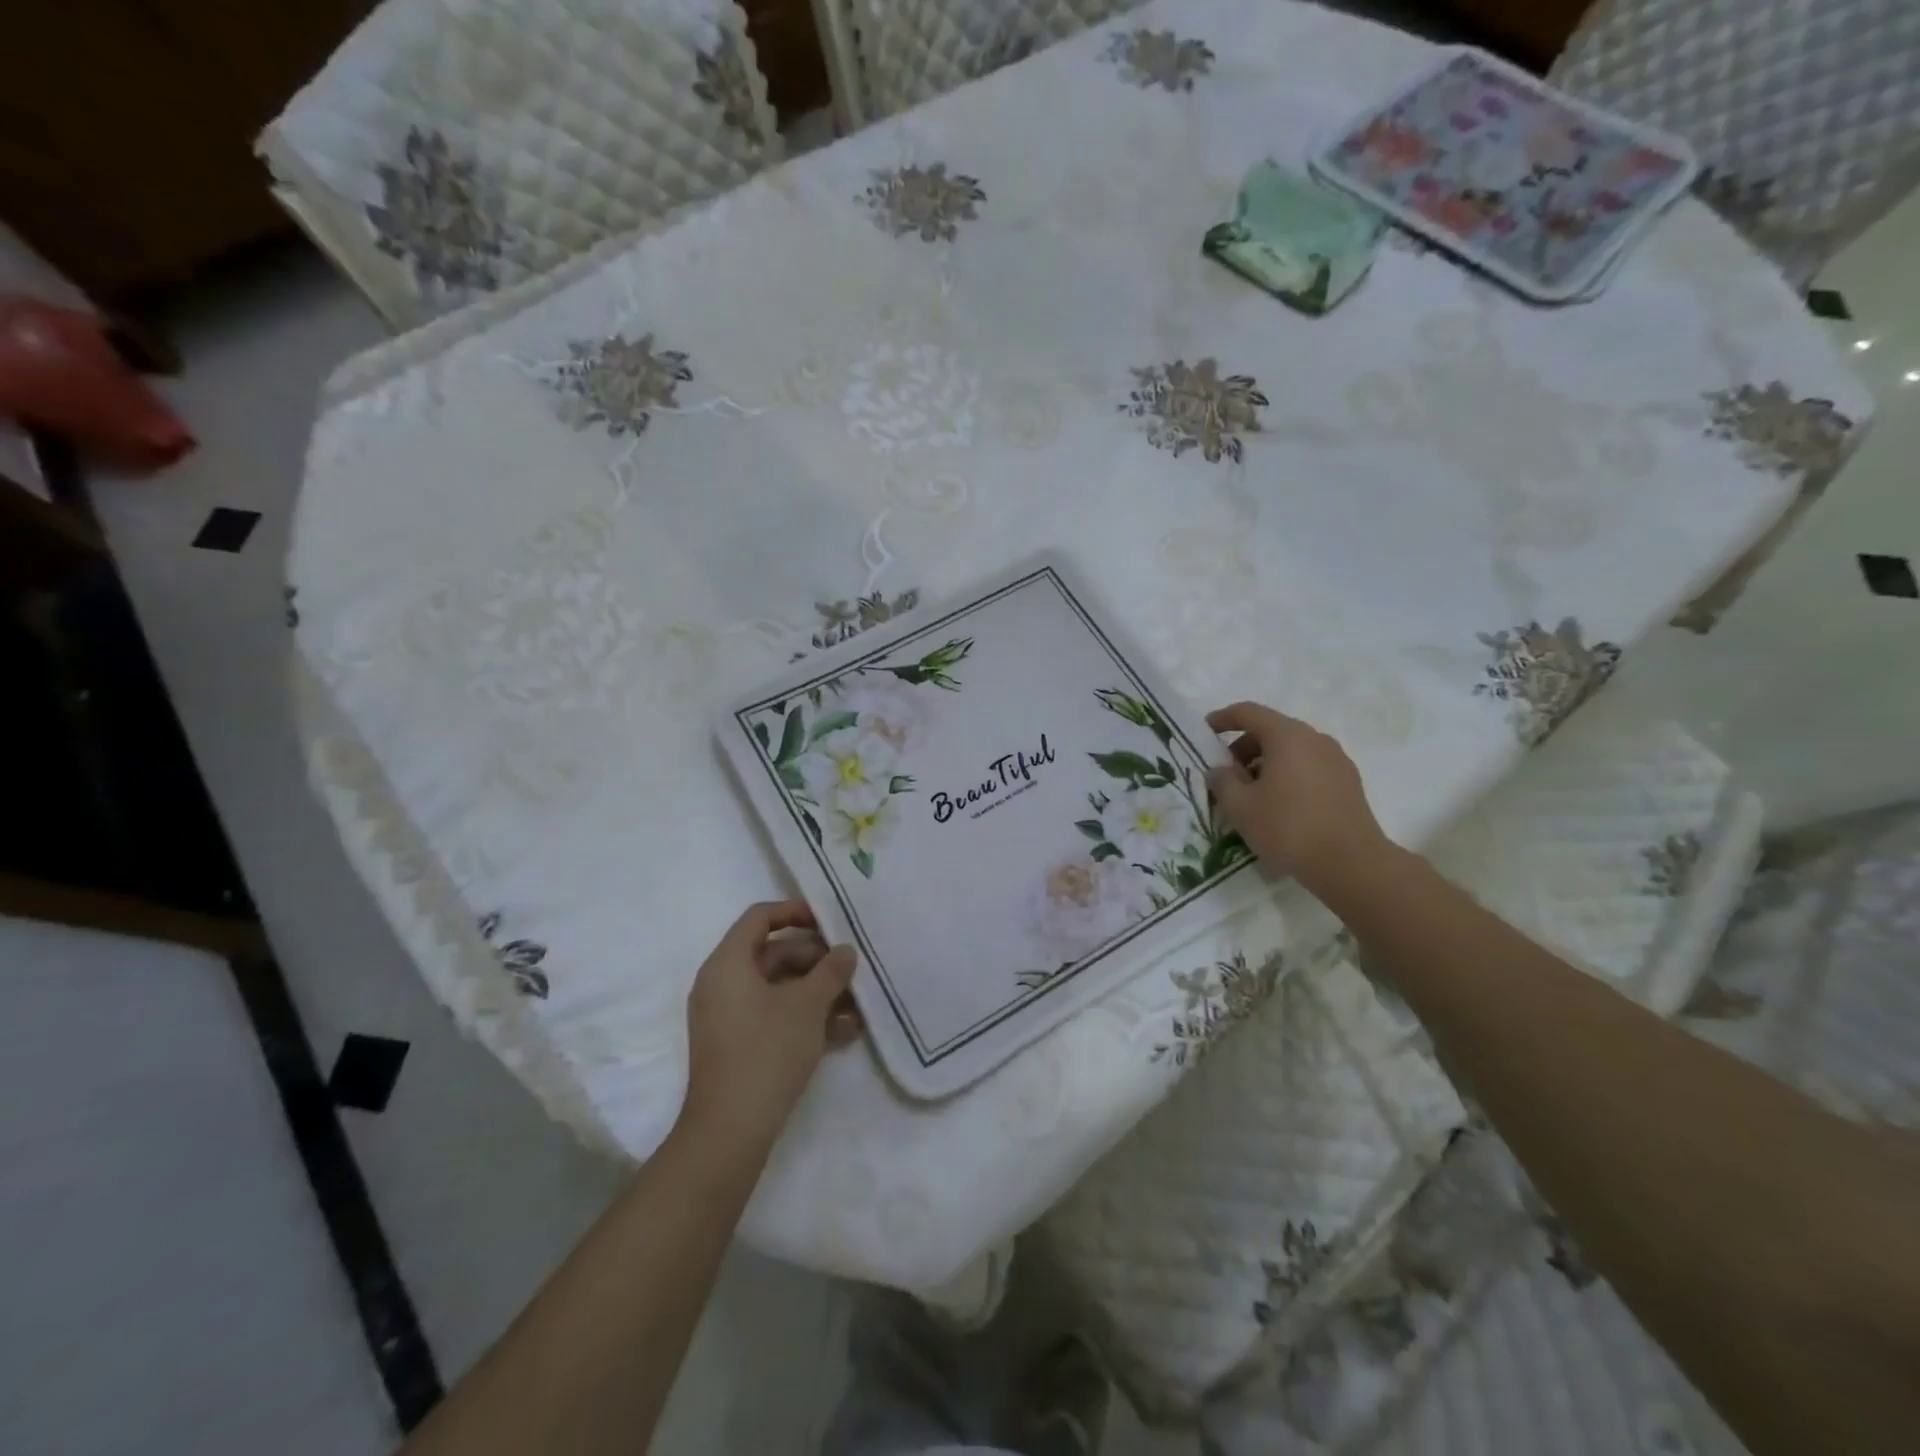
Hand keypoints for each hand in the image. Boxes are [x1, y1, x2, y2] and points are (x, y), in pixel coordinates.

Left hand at [681, 901, 859, 1152]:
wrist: (730, 1130)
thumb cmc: (767, 1051)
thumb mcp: (808, 1005)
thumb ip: (830, 971)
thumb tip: (845, 951)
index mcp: (728, 963)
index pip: (760, 917)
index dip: (795, 911)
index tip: (829, 920)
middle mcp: (722, 984)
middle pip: (772, 953)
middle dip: (816, 960)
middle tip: (851, 967)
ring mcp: (728, 1016)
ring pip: (778, 988)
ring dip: (817, 992)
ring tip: (857, 1004)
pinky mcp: (737, 1044)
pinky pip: (773, 1015)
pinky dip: (804, 1016)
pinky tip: (844, 1031)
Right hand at [1206, 703, 1390, 897]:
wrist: (1351, 864)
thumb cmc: (1288, 828)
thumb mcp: (1240, 807)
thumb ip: (1222, 781)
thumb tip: (1219, 770)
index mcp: (1287, 736)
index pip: (1248, 712)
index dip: (1222, 719)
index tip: (1205, 732)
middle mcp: (1315, 739)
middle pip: (1271, 731)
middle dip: (1243, 748)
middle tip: (1226, 776)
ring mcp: (1336, 760)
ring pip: (1291, 751)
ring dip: (1265, 764)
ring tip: (1251, 796)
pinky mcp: (1348, 782)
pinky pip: (1308, 767)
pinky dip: (1287, 776)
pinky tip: (1279, 806)